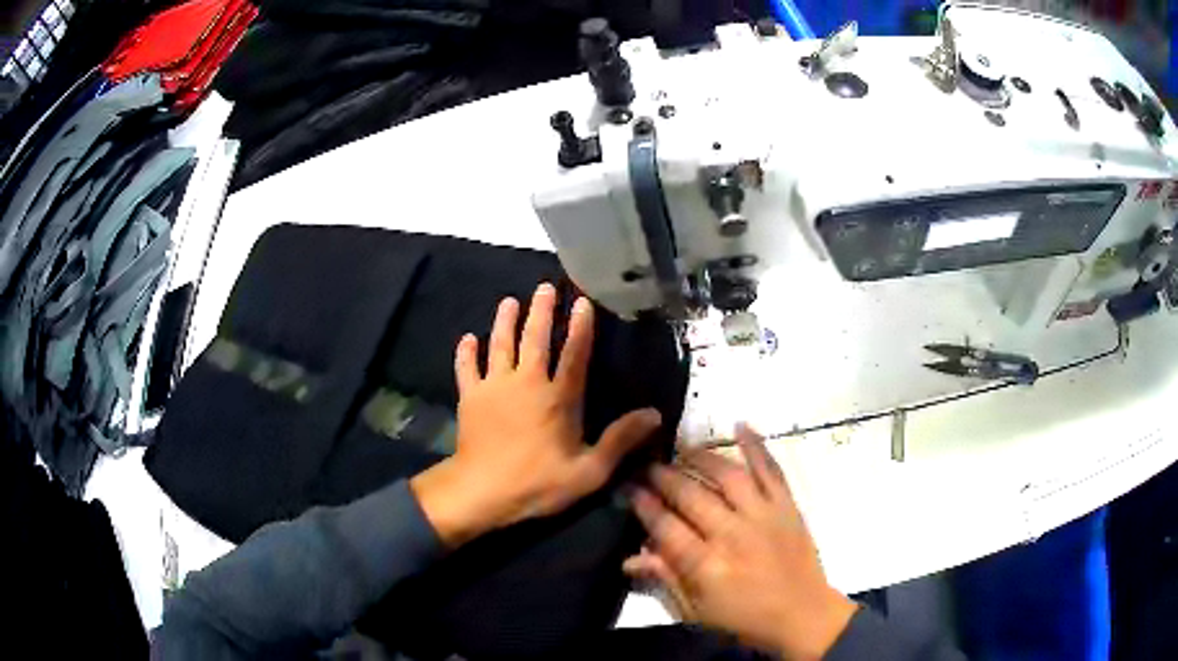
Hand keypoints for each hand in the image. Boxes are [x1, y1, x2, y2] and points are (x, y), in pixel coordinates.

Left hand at [410, 283, 662, 547]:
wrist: (481, 491)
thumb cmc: (538, 483)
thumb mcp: (589, 471)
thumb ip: (621, 440)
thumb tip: (655, 414)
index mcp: (558, 398)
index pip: (574, 354)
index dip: (580, 327)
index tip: (582, 302)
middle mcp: (526, 382)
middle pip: (534, 339)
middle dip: (540, 311)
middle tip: (544, 287)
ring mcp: (494, 387)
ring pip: (500, 345)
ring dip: (504, 321)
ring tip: (509, 301)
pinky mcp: (470, 397)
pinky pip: (466, 368)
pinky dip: (466, 352)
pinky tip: (467, 338)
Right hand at [625, 426, 855, 659]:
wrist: (803, 615)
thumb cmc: (745, 618)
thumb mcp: (697, 611)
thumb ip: (665, 580)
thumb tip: (630, 558)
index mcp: (708, 566)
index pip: (667, 528)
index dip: (645, 505)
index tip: (629, 488)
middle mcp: (734, 534)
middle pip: (692, 496)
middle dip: (665, 477)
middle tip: (647, 465)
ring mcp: (764, 515)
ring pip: (728, 475)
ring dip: (702, 457)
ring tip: (683, 447)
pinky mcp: (787, 506)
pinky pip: (772, 470)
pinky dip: (757, 446)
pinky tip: (741, 425)